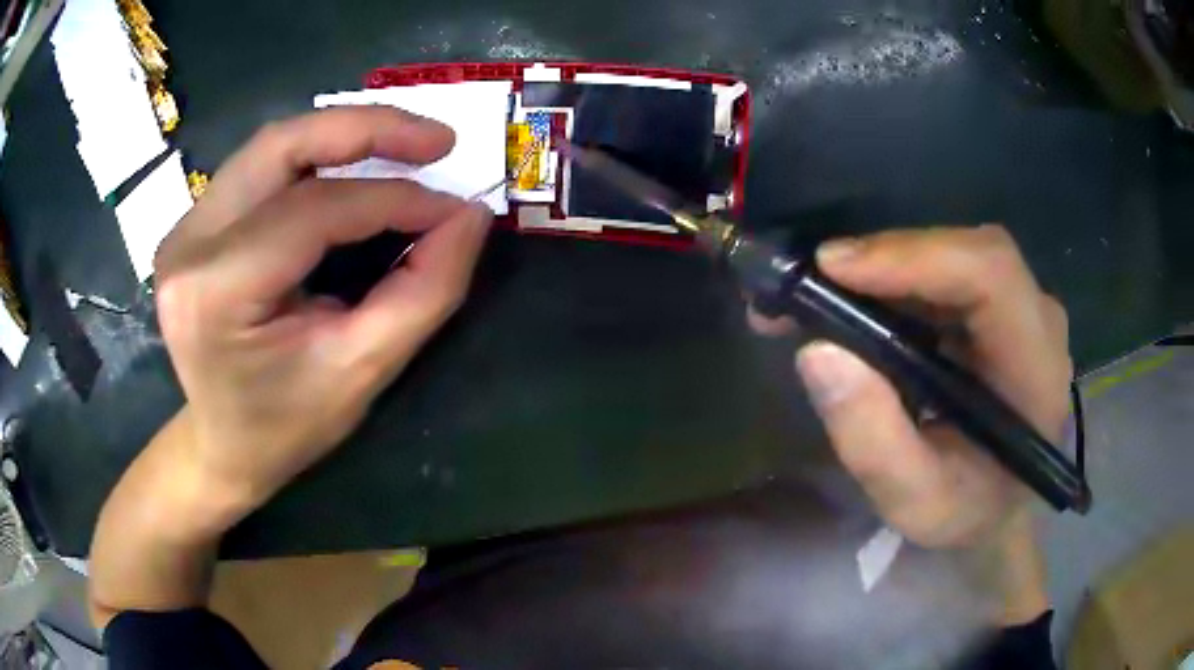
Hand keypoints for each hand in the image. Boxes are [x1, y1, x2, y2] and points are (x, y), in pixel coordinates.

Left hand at [152, 107, 491, 518]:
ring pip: (272, 147)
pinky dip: (317, 158)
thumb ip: (423, 292)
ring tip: (405, 145)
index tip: (455, 207)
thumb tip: (469, 216)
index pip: (314, 210)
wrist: (221, 446)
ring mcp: (185, 228)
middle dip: (367, 129)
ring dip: (343, 136)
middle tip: (437, 140)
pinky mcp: (194, 224)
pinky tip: (355, 167)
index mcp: (215, 291)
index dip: (394, 198)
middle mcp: (189, 244)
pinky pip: (262, 168)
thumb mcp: (362, 373)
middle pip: (282, 147)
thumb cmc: (286, 426)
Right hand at [751, 225, 1070, 548]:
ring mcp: (1020, 306)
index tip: (833, 268)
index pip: (990, 275)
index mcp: (1035, 367)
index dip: (915, 256)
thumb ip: (874, 442)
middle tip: (812, 282)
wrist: (1002, 511)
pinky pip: (945, 271)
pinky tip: (856, 301)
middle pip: (967, 251)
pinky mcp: (997, 307)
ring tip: (819, 295)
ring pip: (952, 254)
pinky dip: (895, 278)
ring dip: (884, 267)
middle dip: (887, 258)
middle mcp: (1036, 319)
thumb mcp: (917, 504)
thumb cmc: (969, 514)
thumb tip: (818, 352)